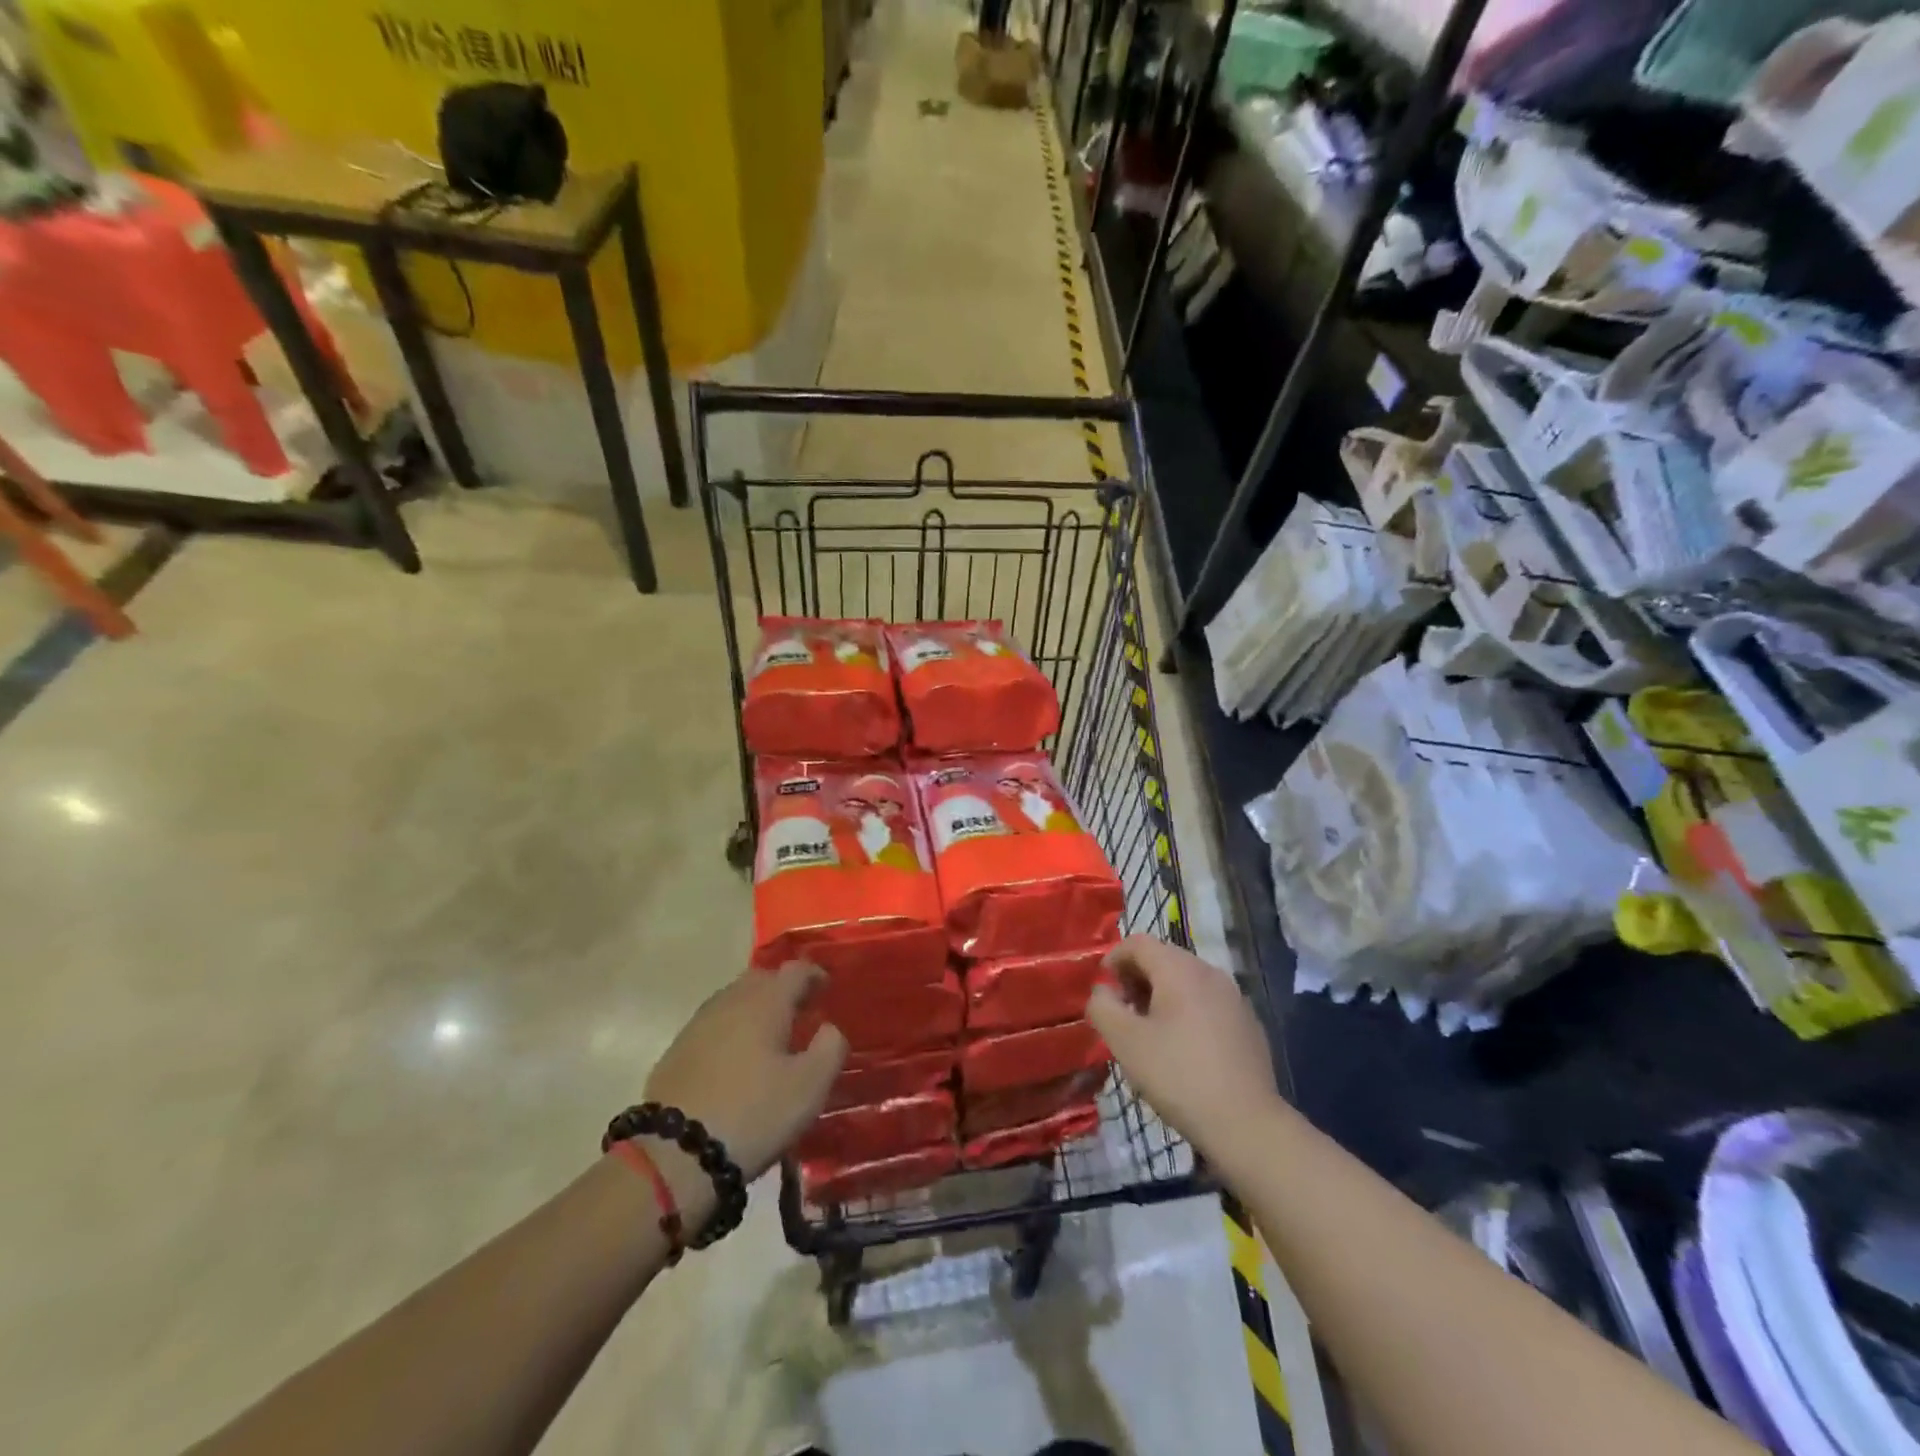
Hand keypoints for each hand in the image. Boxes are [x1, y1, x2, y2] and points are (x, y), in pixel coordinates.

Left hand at [640, 964, 847, 1213]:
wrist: (674, 1154)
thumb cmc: (753, 1114)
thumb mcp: (809, 1087)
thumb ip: (830, 1048)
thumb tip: (829, 1028)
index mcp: (766, 1001)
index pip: (796, 970)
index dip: (815, 975)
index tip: (827, 988)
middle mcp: (731, 1001)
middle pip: (761, 978)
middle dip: (782, 988)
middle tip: (800, 1011)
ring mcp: (698, 1024)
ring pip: (734, 1000)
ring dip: (755, 1008)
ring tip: (769, 1035)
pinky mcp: (676, 1050)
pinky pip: (713, 1025)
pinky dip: (731, 1031)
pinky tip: (736, 1059)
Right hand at [1086, 936, 1281, 1159]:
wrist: (1246, 1124)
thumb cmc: (1177, 1075)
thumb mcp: (1125, 1041)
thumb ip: (1103, 1007)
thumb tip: (1103, 991)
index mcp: (1180, 969)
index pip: (1138, 943)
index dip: (1114, 958)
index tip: (1103, 988)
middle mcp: (1210, 972)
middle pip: (1164, 958)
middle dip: (1137, 978)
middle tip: (1122, 1012)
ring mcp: (1234, 998)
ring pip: (1187, 981)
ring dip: (1161, 995)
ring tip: (1149, 1031)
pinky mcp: (1248, 1024)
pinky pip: (1208, 1003)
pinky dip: (1187, 1011)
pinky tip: (1183, 1048)